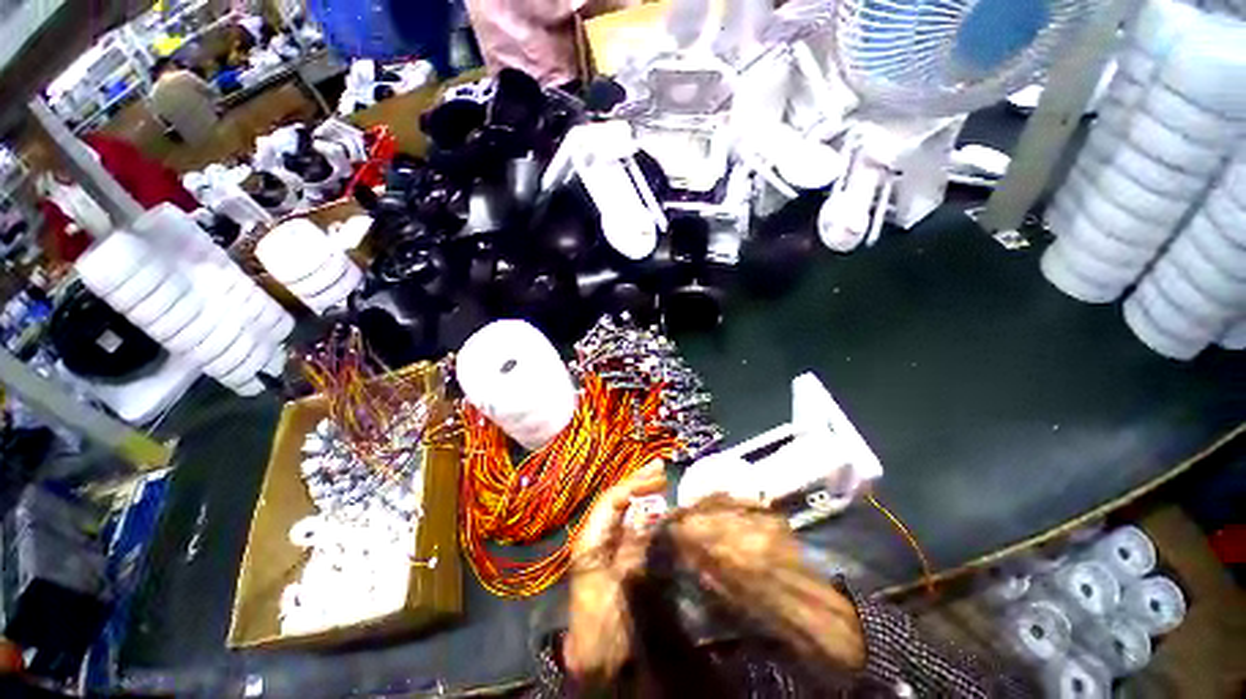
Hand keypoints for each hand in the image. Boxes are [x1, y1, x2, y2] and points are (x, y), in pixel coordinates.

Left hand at [565, 461, 665, 678]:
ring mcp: (607, 546)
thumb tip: (653, 521)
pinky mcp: (618, 558)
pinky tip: (660, 509)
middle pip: (616, 500)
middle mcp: (597, 536)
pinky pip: (632, 528)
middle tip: (661, 468)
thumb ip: (635, 553)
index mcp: (591, 539)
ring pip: (624, 511)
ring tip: (660, 478)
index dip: (634, 485)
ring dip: (642, 493)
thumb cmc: (603, 626)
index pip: (611, 500)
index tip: (660, 478)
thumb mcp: (617, 588)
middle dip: (638, 481)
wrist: (597, 663)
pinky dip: (646, 514)